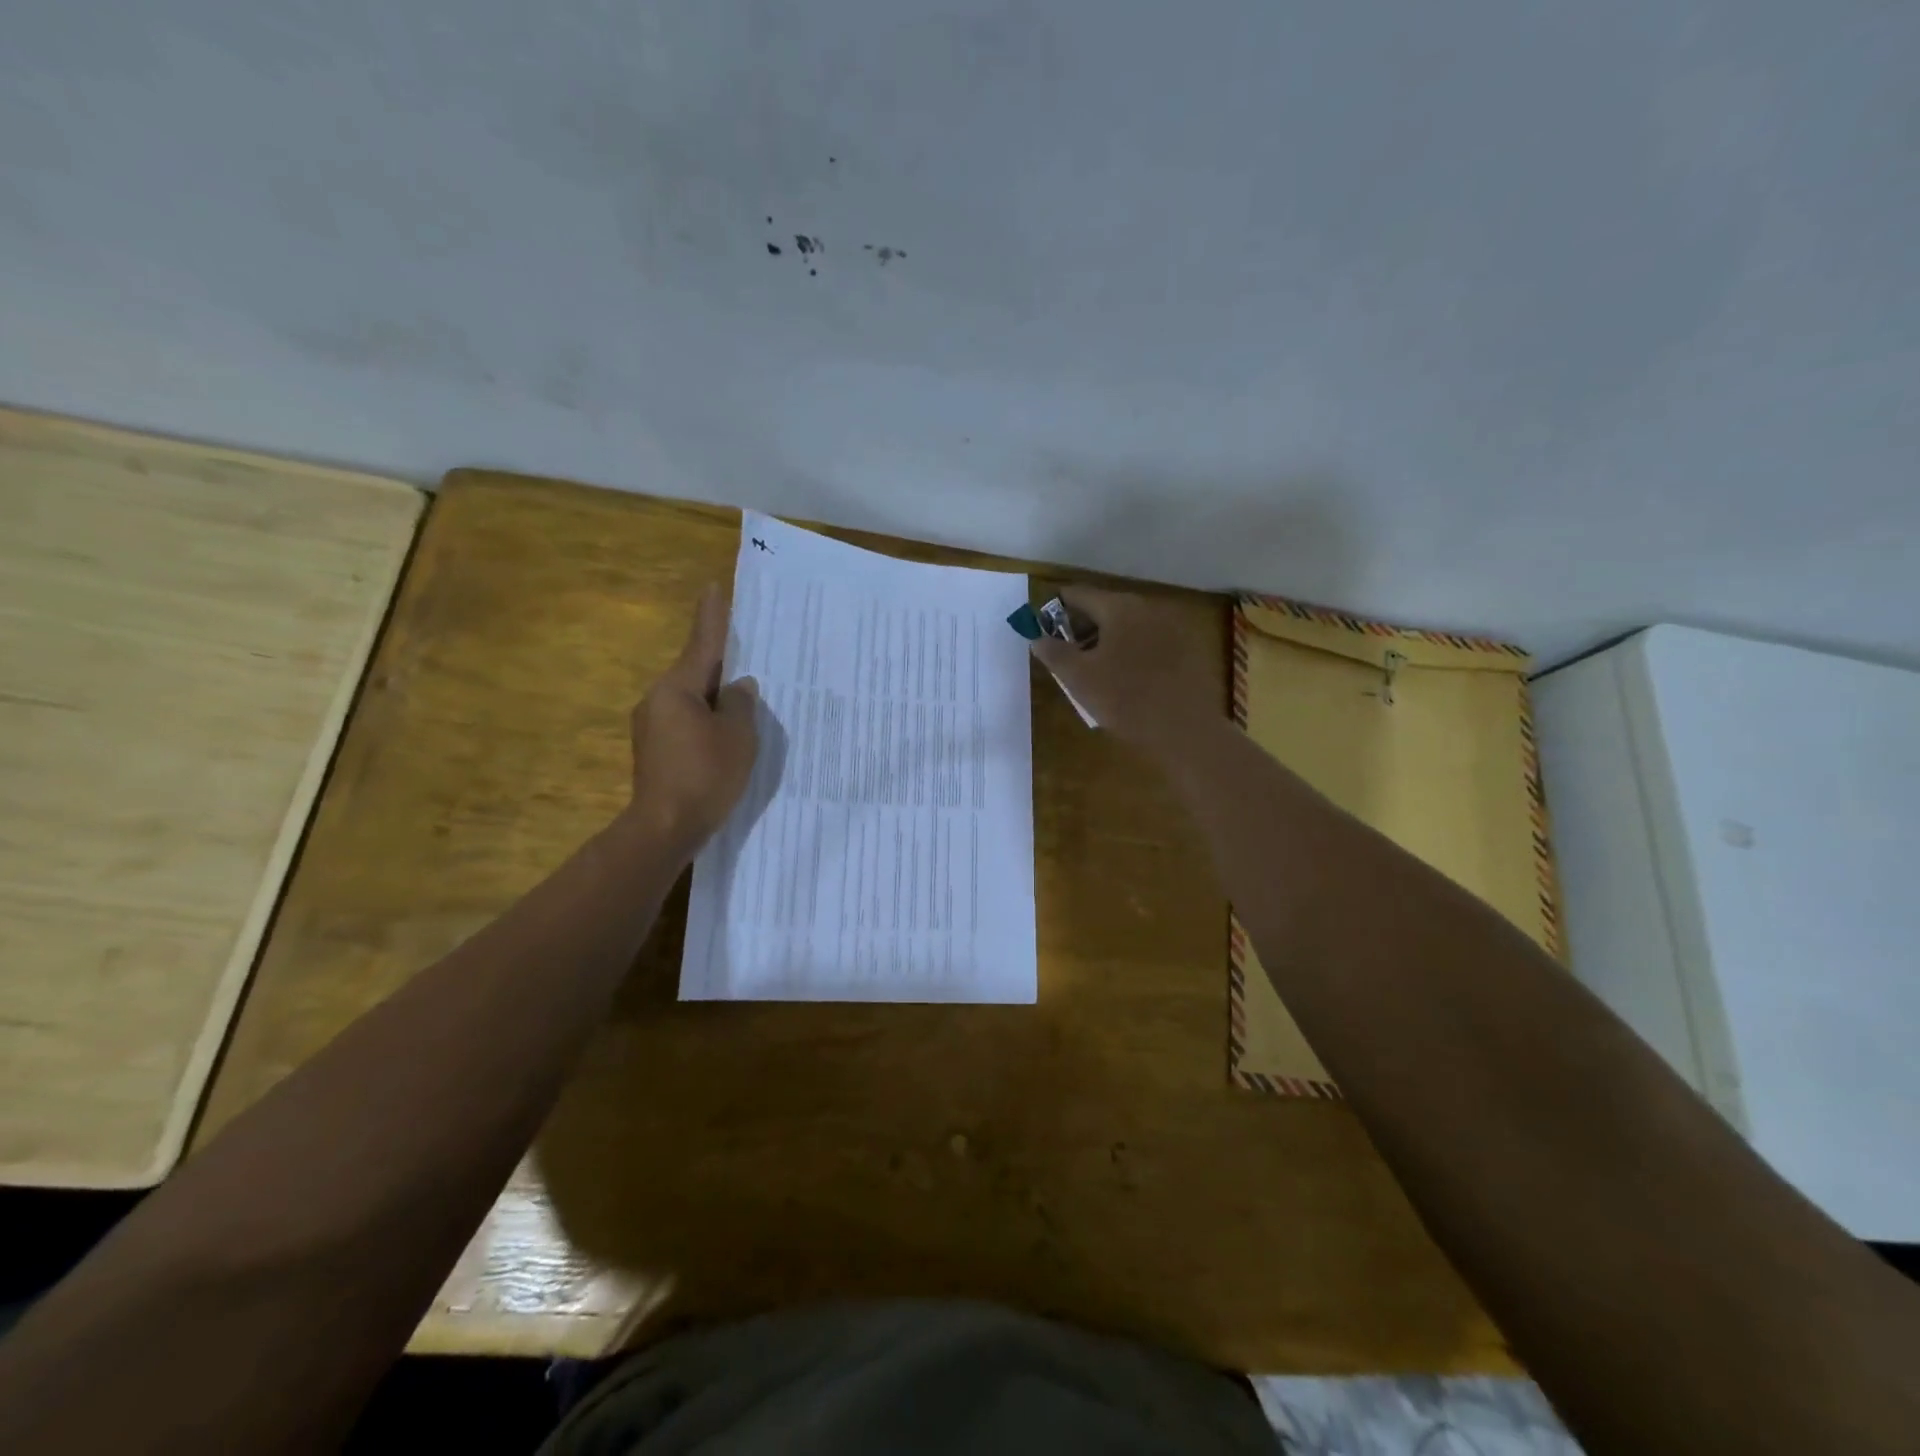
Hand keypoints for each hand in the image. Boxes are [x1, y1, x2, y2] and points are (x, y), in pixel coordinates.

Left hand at [626, 584, 759, 852]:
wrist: (664, 827)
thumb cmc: (705, 775)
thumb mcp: (738, 736)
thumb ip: (741, 704)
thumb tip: (738, 687)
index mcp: (677, 689)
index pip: (702, 644)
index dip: (712, 617)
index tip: (713, 587)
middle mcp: (657, 700)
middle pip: (696, 674)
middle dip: (721, 666)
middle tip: (747, 656)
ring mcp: (652, 727)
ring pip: (692, 701)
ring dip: (715, 699)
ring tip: (743, 705)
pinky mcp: (655, 750)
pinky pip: (686, 722)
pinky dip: (707, 722)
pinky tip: (725, 736)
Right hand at [1030, 586, 1217, 757]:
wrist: (1184, 729)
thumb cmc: (1124, 699)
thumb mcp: (1078, 678)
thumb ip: (1053, 652)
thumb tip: (1038, 638)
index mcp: (1119, 607)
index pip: (1078, 594)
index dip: (1056, 608)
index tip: (1044, 629)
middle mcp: (1147, 607)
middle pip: (1105, 607)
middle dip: (1082, 627)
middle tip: (1066, 654)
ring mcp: (1170, 626)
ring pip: (1128, 625)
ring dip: (1106, 640)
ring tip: (1093, 669)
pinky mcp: (1186, 648)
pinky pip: (1148, 640)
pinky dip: (1131, 650)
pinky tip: (1125, 678)